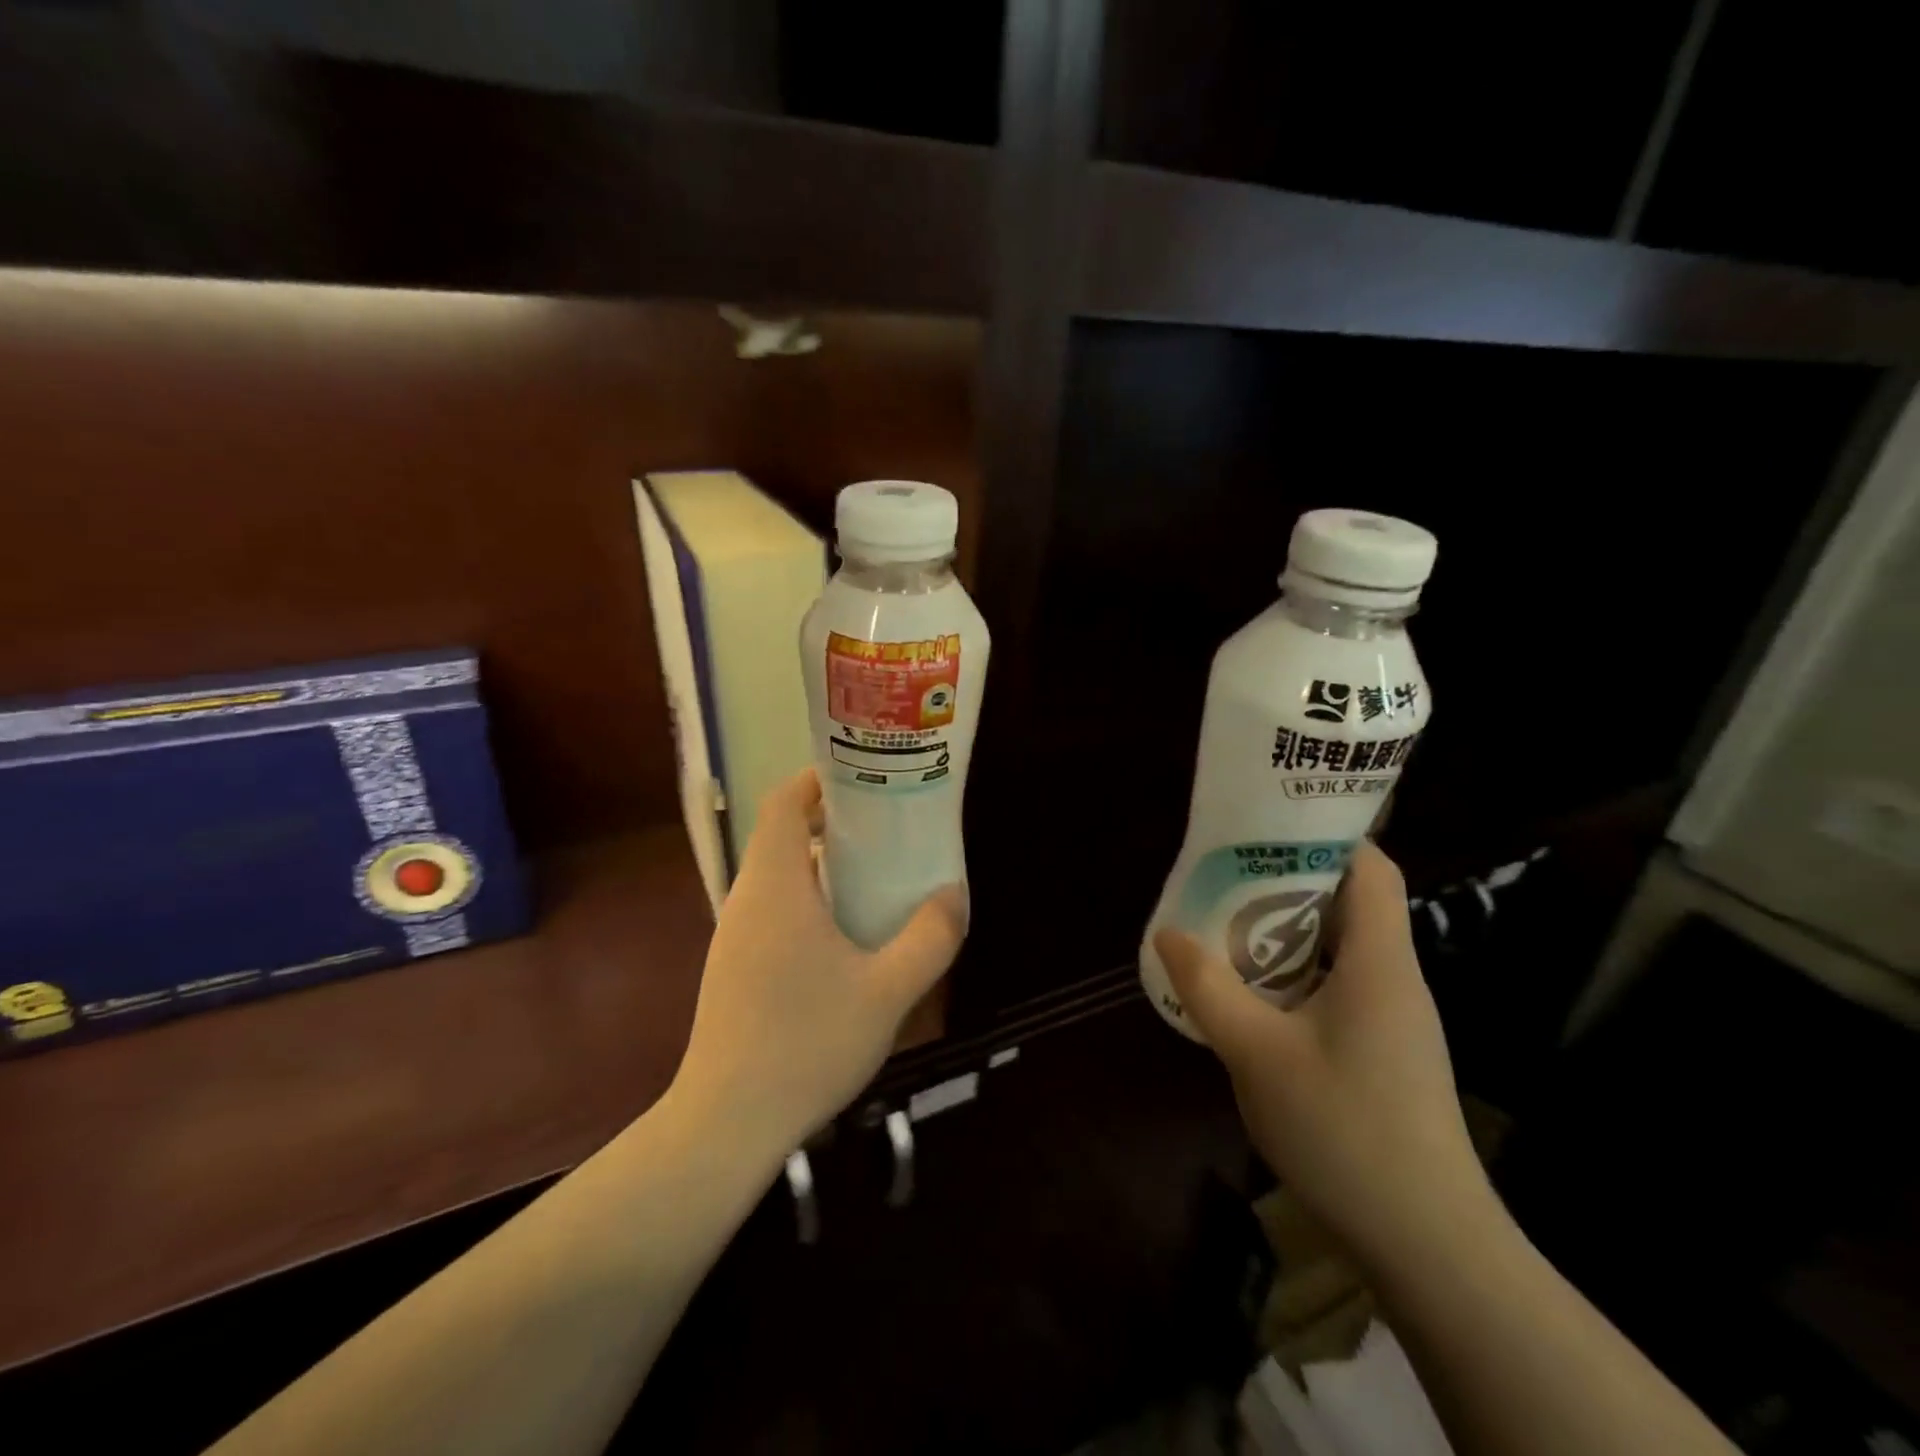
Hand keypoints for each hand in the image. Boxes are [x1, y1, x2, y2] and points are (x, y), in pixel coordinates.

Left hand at [670, 768, 965, 1161]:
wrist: (726, 1124)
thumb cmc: (806, 1044)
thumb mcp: (888, 992)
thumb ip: (929, 938)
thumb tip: (954, 893)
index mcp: (776, 887)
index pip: (782, 804)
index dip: (816, 780)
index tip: (862, 777)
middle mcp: (747, 900)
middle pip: (781, 835)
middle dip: (830, 820)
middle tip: (885, 825)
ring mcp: (733, 936)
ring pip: (777, 876)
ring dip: (820, 863)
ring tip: (873, 874)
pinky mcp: (732, 968)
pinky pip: (771, 910)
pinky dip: (807, 898)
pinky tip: (842, 936)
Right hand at [1154, 841, 1490, 1268]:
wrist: (1428, 1244)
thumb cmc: (1346, 1131)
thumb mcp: (1257, 1053)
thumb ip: (1209, 988)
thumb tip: (1169, 932)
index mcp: (1380, 961)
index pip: (1371, 867)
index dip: (1325, 835)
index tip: (1265, 828)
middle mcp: (1393, 977)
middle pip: (1349, 901)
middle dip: (1286, 880)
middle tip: (1223, 876)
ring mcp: (1392, 1017)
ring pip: (1338, 946)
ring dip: (1284, 931)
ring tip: (1224, 926)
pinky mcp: (1382, 1050)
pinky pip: (1335, 986)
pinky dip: (1293, 974)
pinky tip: (1250, 996)